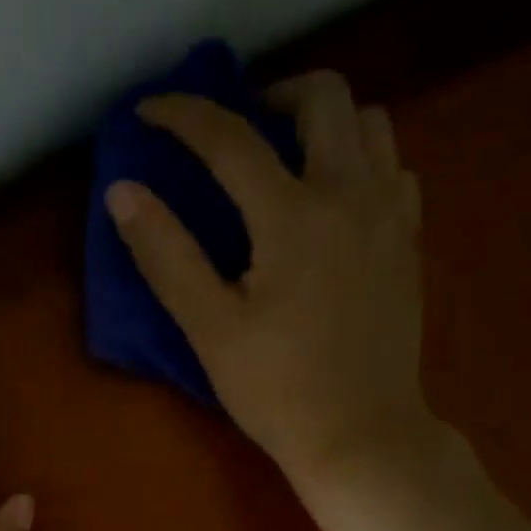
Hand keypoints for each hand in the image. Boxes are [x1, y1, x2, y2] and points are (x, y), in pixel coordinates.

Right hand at [106, 71, 441, 486]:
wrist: (361, 435)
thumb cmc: (277, 389)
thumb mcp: (209, 328)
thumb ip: (165, 254)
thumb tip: (123, 191)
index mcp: (293, 215)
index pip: (230, 138)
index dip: (182, 114)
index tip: (148, 111)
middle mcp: (351, 195)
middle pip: (325, 95)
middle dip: (270, 94)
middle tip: (234, 134)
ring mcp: (390, 216)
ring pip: (370, 123)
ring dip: (321, 123)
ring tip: (284, 161)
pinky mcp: (408, 243)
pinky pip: (391, 168)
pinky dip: (358, 161)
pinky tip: (330, 202)